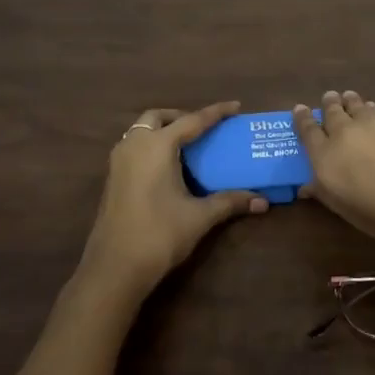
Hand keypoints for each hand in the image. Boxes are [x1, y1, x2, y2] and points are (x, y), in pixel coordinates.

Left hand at [77, 101, 268, 304]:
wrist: (114, 268)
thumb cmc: (159, 234)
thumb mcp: (199, 217)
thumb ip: (229, 202)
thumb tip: (262, 201)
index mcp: (157, 145)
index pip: (192, 120)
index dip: (216, 112)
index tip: (235, 106)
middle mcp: (135, 144)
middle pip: (158, 117)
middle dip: (181, 117)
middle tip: (203, 129)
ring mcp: (118, 161)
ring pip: (141, 131)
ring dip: (162, 130)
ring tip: (186, 146)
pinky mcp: (112, 177)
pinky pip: (133, 147)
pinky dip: (151, 146)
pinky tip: (166, 167)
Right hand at [293, 90, 374, 279]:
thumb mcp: (351, 214)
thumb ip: (327, 192)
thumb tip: (309, 184)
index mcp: (327, 160)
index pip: (307, 131)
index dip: (302, 119)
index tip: (299, 110)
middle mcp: (346, 134)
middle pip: (332, 111)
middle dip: (329, 105)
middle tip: (330, 100)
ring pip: (357, 104)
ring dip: (351, 103)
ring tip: (351, 101)